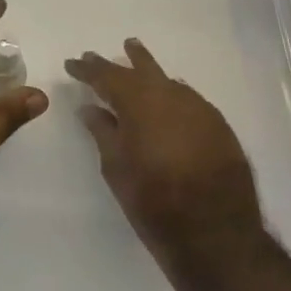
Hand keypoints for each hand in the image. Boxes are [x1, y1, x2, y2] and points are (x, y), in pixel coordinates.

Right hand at [65, 38, 263, 268]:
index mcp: (139, 103)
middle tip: (98, 55)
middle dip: (117, 62)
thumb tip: (90, 108)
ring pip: (167, 80)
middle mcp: (169, 96)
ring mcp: (199, 109)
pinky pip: (188, 98)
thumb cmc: (154, 202)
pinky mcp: (219, 125)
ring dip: (147, 70)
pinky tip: (167, 96)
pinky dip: (171, 92)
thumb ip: (102, 132)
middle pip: (140, 69)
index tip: (72, 63)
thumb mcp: (116, 168)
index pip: (106, 76)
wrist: (217, 235)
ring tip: (135, 56)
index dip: (87, 69)